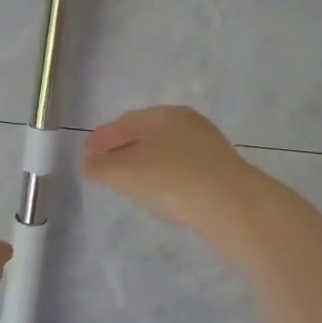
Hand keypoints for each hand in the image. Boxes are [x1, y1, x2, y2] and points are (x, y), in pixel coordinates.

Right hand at [79, 106, 266, 241]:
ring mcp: (208, 147)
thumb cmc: (172, 181)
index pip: (125, 122)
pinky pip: (183, 169)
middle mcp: (188, 123)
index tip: (86, 153)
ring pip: (167, 151)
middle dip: (123, 148)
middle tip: (105, 165)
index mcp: (163, 115)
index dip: (102, 138)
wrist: (234, 207)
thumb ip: (100, 167)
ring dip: (145, 163)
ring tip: (130, 182)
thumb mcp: (125, 174)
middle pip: (147, 134)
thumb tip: (89, 162)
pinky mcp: (221, 171)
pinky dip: (166, 176)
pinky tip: (162, 193)